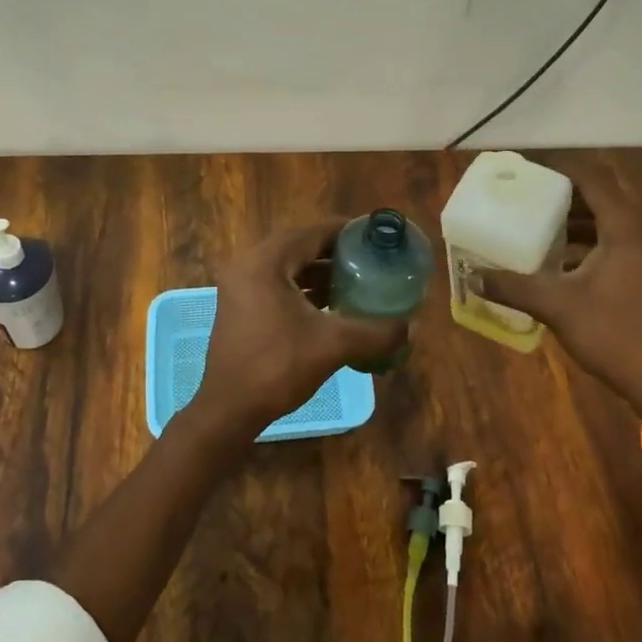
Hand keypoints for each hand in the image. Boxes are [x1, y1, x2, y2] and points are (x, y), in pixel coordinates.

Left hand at [184, 220, 407, 450]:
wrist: (229, 409)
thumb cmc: (277, 367)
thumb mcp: (333, 345)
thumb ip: (375, 332)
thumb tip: (412, 326)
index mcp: (265, 262)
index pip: (312, 232)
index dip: (346, 231)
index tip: (375, 236)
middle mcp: (248, 264)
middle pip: (300, 245)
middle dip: (335, 252)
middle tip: (369, 258)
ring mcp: (240, 285)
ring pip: (288, 266)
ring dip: (319, 271)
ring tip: (356, 280)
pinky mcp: (240, 305)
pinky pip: (277, 283)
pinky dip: (303, 287)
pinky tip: (331, 304)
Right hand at [479, 159, 641, 407]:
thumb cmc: (610, 332)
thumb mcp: (555, 305)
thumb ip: (513, 286)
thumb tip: (472, 277)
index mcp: (626, 232)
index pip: (595, 184)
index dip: (564, 174)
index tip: (533, 173)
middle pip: (604, 201)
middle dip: (568, 198)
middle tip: (532, 199)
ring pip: (612, 224)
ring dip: (580, 222)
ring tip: (542, 227)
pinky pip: (619, 244)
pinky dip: (592, 243)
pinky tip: (563, 261)